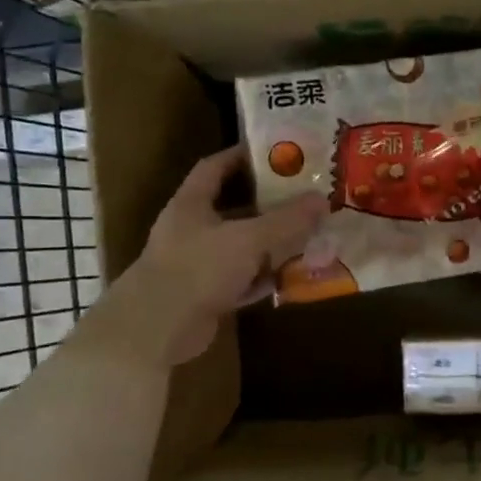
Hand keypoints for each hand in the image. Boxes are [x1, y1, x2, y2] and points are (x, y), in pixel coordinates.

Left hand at [95, 146, 327, 366]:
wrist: (158, 327)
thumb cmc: (198, 269)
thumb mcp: (248, 240)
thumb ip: (286, 221)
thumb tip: (322, 200)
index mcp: (191, 204)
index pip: (214, 168)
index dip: (241, 157)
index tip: (273, 153)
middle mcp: (192, 230)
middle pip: (233, 209)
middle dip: (267, 205)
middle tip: (303, 198)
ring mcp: (197, 264)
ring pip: (240, 248)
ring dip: (269, 245)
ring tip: (306, 236)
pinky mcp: (205, 295)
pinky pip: (240, 280)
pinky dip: (262, 279)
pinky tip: (290, 278)